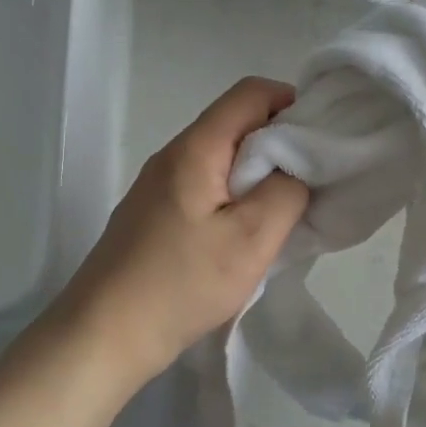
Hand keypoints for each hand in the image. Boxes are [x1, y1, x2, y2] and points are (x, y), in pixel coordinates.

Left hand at [51, 77, 309, 391]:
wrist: (103, 334)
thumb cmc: (182, 283)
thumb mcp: (252, 238)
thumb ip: (287, 191)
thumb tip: (297, 167)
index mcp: (196, 148)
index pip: (250, 92)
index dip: (292, 102)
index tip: (321, 139)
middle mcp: (173, 155)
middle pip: (235, 124)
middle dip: (280, 143)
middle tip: (310, 181)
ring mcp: (158, 185)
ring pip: (221, 158)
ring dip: (258, 175)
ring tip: (283, 212)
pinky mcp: (153, 214)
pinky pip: (204, 186)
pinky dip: (234, 197)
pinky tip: (244, 235)